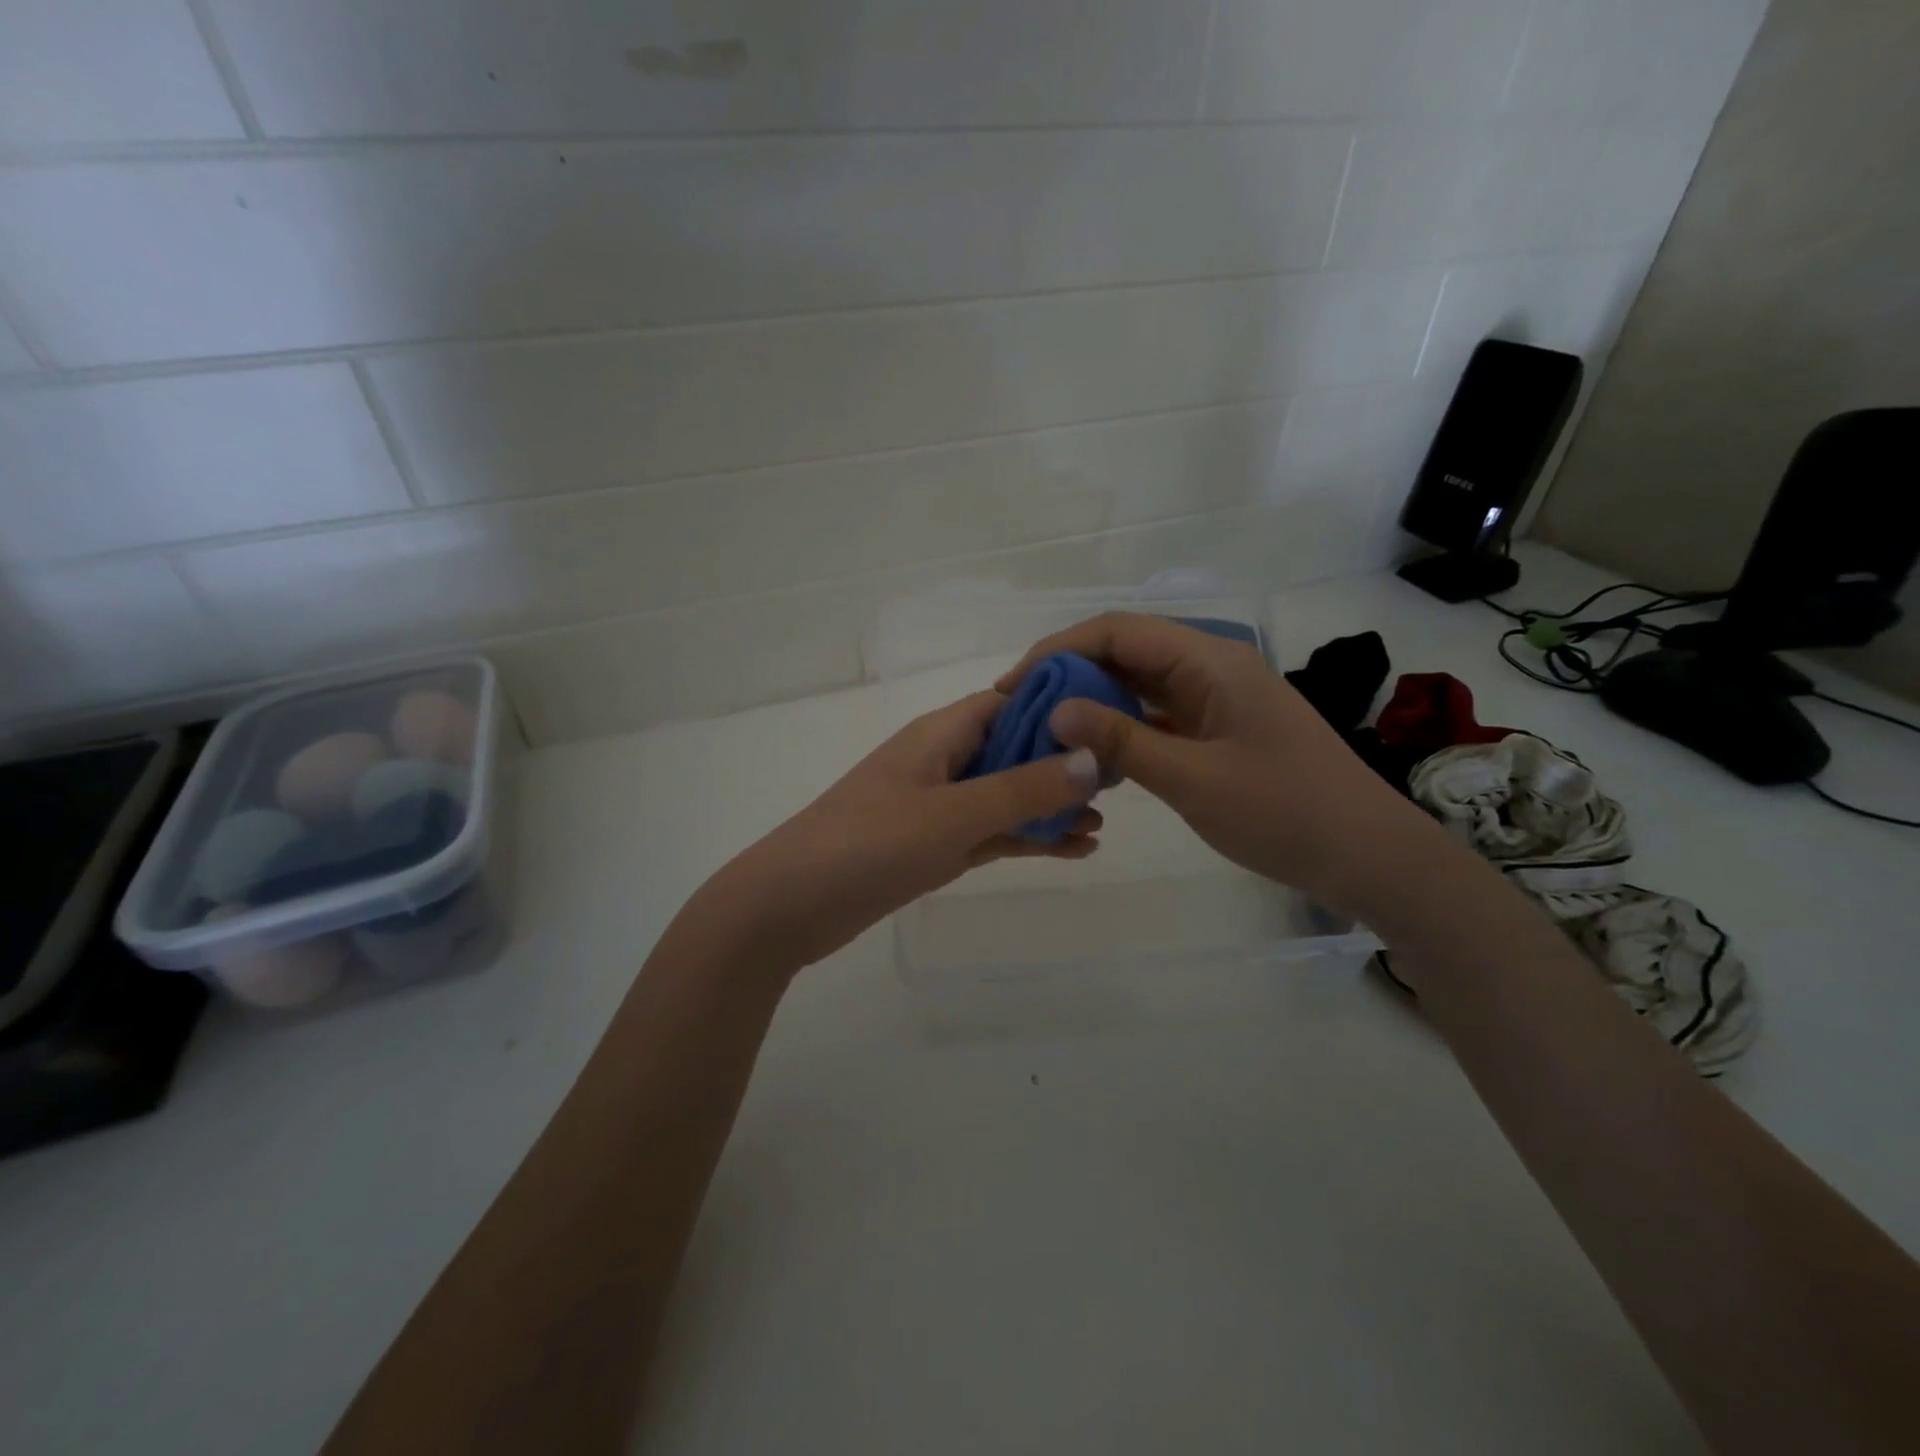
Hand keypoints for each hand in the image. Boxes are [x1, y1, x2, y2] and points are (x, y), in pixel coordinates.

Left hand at [690, 691, 1102, 973]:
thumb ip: (1023, 788)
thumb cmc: (870, 844)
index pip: (1010, 702)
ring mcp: (937, 805)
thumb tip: (1092, 758)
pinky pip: (990, 832)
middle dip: (1063, 763)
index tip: (1111, 722)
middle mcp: (942, 761)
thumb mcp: (954, 814)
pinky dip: (1026, 837)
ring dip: (1049, 806)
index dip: (1059, 709)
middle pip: (1013, 749)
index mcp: (941, 734)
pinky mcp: (932, 845)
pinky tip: (1072, 850)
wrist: (790, 906)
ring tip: (1102, 823)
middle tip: (1120, 783)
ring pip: (1005, 796)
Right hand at [997, 613, 1424, 910]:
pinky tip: (1090, 752)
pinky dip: (1121, 727)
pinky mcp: (1218, 728)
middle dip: (1069, 674)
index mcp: (1209, 661)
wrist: (1366, 856)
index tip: (1013, 685)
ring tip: (1044, 729)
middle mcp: (1211, 666)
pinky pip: (1157, 714)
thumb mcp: (1192, 779)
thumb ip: (1120, 740)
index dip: (1058, 650)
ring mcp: (1216, 698)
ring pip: (1139, 684)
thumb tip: (1054, 708)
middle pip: (1125, 651)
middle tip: (1021, 710)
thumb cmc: (1283, 813)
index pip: (1117, 632)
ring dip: (1093, 701)